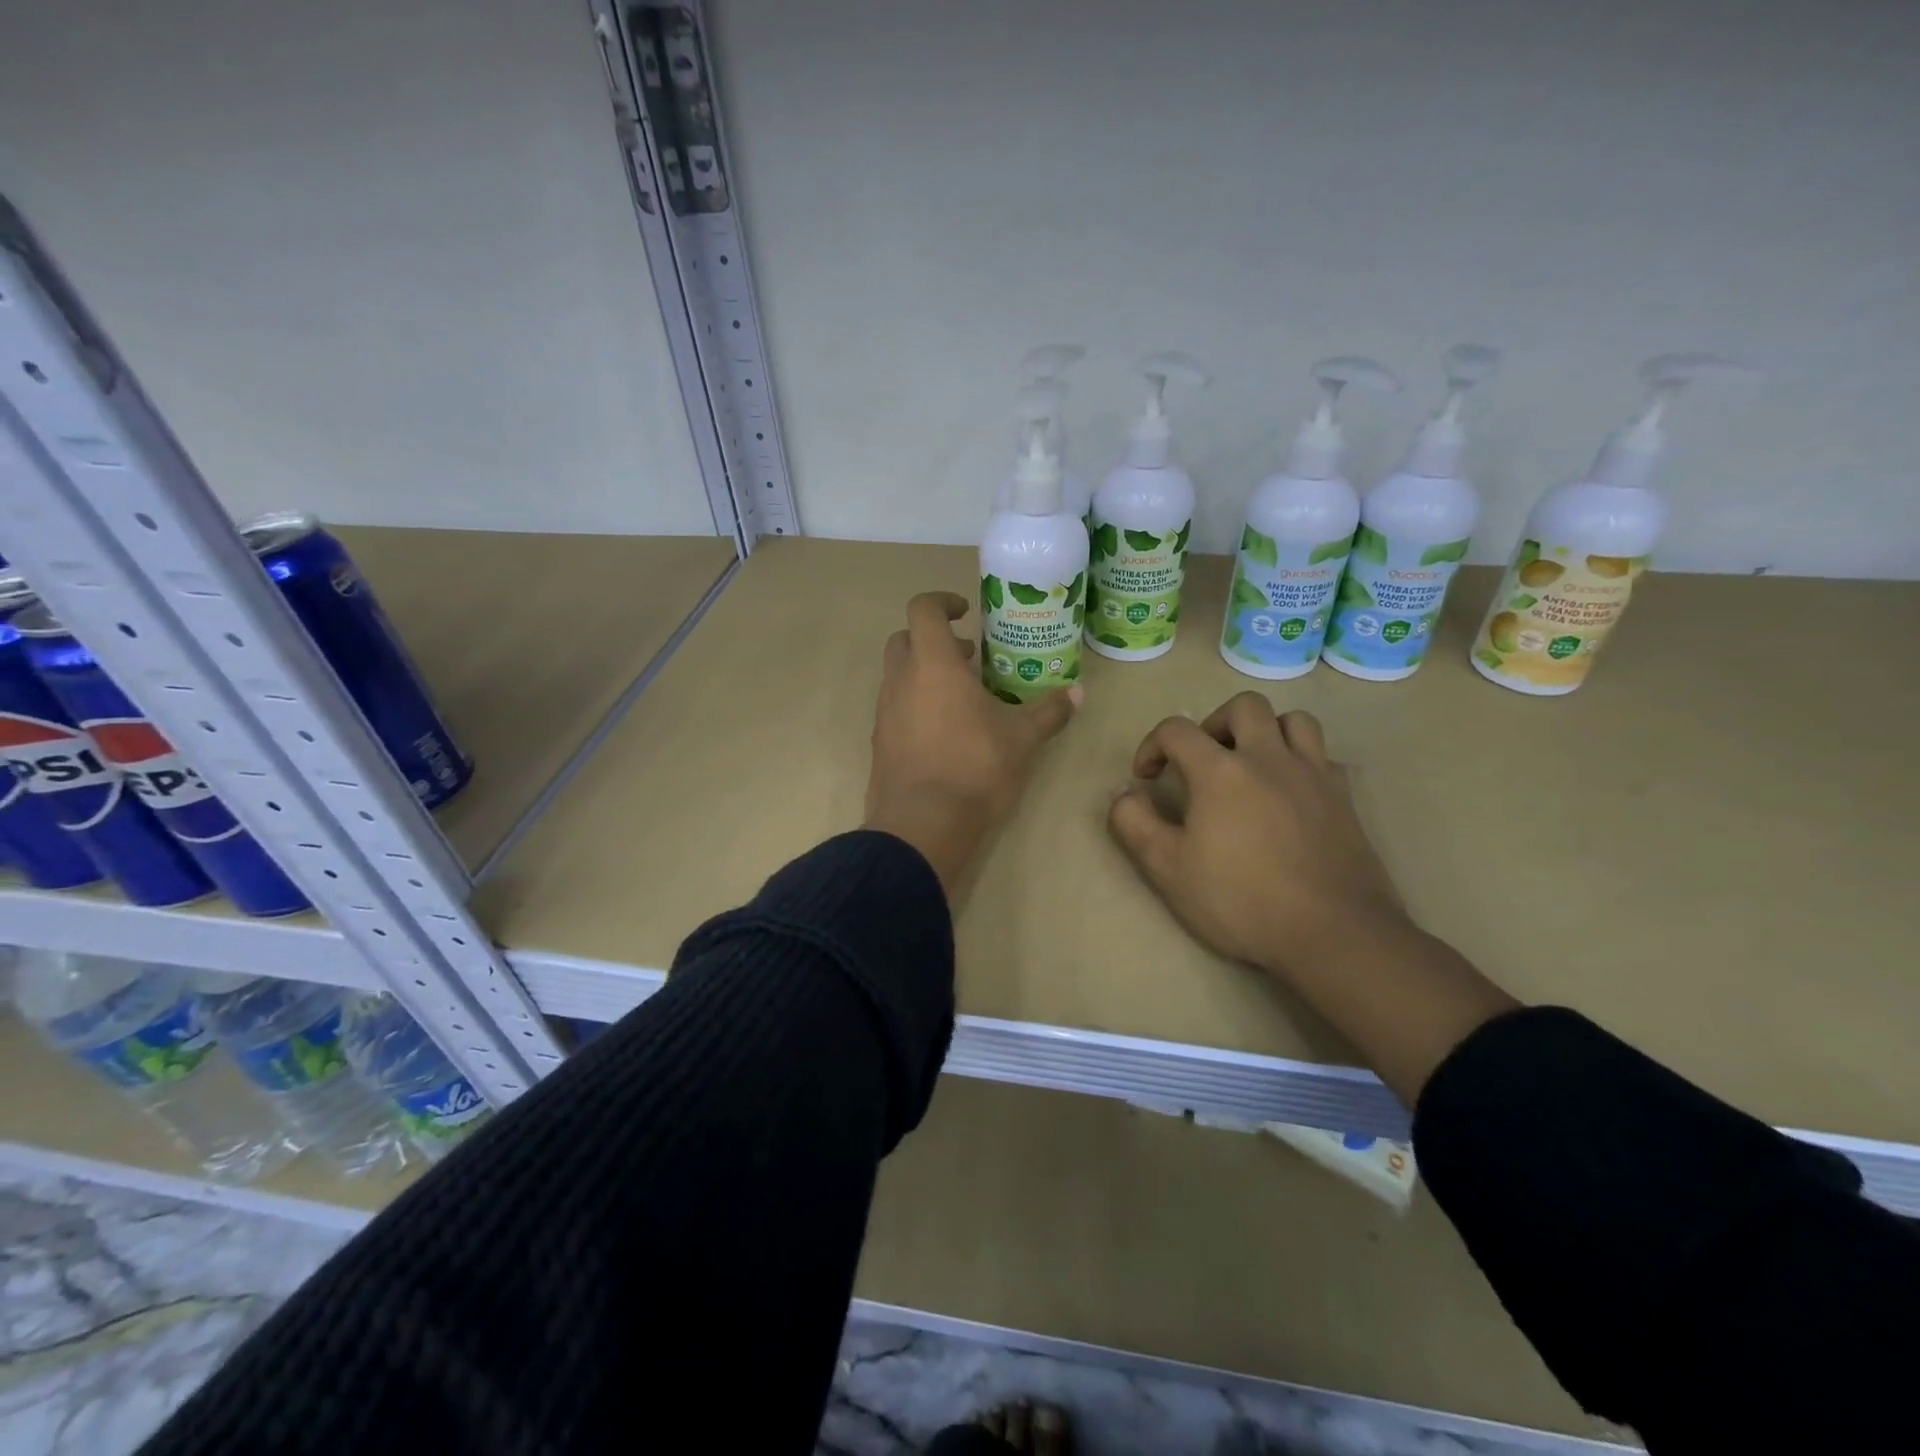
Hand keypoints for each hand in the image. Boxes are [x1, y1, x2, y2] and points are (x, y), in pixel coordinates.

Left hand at [866, 592, 1080, 896]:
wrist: (922, 824)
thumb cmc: (975, 767)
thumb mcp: (1022, 738)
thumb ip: (1049, 711)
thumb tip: (1078, 693)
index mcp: (933, 664)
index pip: (923, 609)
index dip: (942, 601)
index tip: (966, 612)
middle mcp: (900, 680)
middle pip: (904, 639)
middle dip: (933, 639)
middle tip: (968, 656)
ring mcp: (884, 713)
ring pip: (898, 676)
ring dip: (925, 674)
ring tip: (963, 697)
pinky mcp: (880, 743)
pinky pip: (895, 709)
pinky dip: (916, 705)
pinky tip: (945, 732)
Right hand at [1106, 693, 1408, 977]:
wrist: (1333, 933)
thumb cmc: (1241, 900)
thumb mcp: (1167, 868)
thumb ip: (1134, 822)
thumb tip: (1126, 793)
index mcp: (1220, 770)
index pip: (1176, 730)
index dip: (1152, 746)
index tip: (1146, 778)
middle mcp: (1268, 758)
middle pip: (1243, 706)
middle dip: (1214, 723)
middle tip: (1203, 760)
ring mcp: (1313, 775)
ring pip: (1293, 720)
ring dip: (1265, 731)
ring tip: (1250, 764)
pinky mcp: (1344, 798)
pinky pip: (1323, 757)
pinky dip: (1301, 761)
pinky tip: (1291, 792)